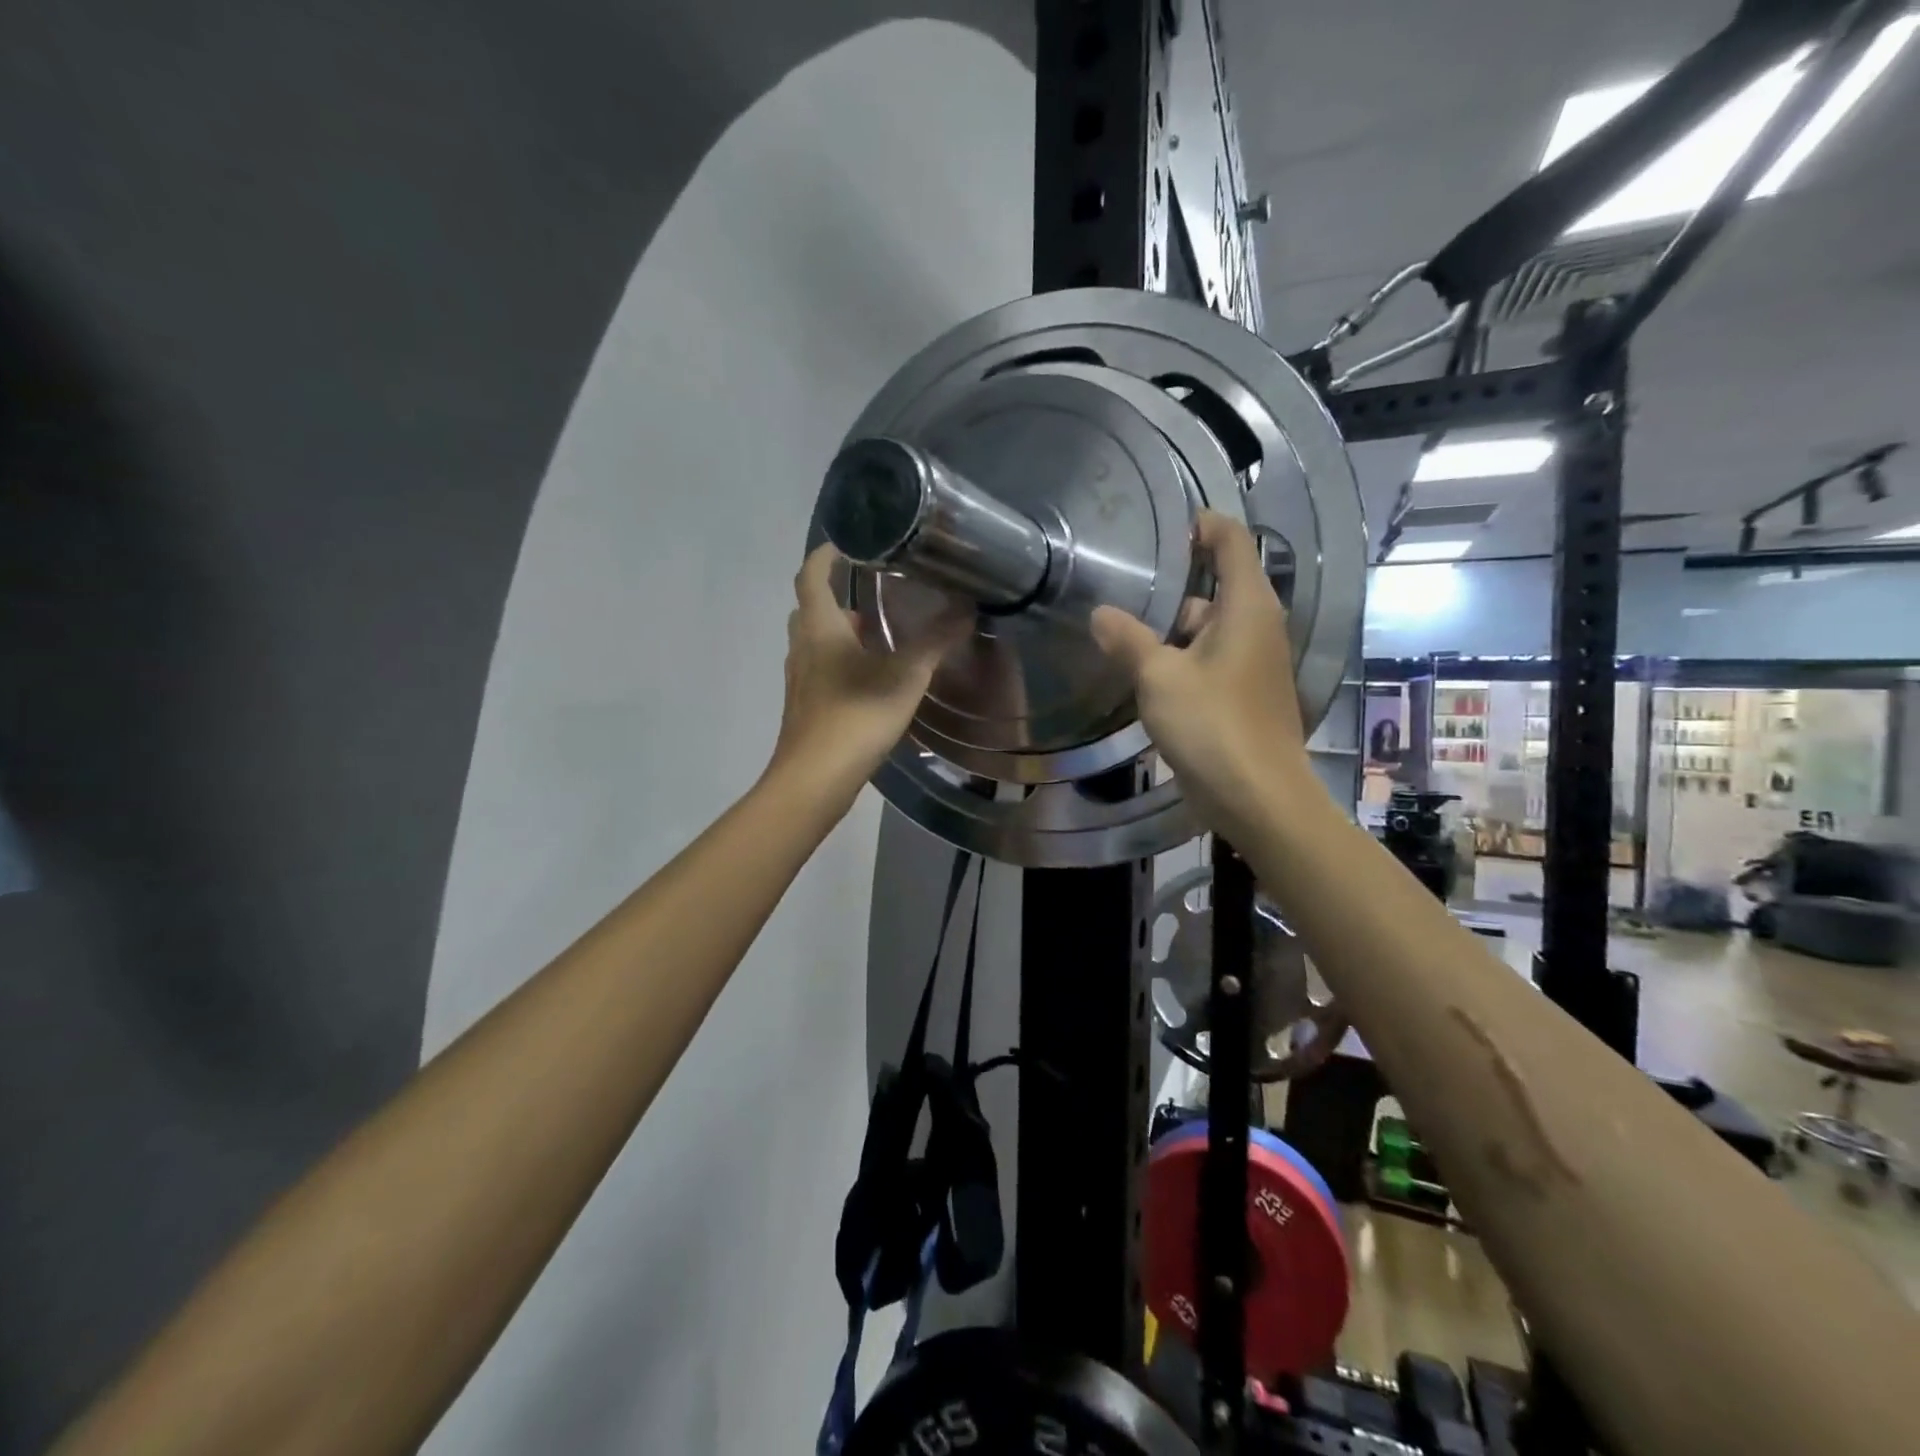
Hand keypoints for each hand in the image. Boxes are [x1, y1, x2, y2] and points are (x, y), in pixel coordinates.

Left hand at [769, 545, 966, 802]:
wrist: (815, 778)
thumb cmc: (857, 716)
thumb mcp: (905, 676)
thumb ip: (935, 642)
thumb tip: (966, 609)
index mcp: (820, 628)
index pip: (811, 576)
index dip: (825, 555)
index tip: (848, 543)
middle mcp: (802, 648)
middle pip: (811, 609)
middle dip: (836, 597)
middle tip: (870, 592)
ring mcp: (799, 680)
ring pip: (815, 643)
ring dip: (841, 633)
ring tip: (878, 636)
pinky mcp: (805, 706)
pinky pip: (820, 670)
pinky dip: (840, 663)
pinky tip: (870, 680)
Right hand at [1090, 512, 1312, 842]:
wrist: (1258, 796)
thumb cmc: (1212, 725)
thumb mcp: (1159, 677)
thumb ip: (1128, 640)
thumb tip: (1100, 614)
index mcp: (1248, 606)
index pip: (1232, 541)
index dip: (1202, 525)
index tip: (1164, 525)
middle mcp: (1259, 626)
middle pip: (1217, 586)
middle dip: (1174, 585)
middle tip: (1124, 583)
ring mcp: (1255, 662)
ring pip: (1210, 628)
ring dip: (1172, 629)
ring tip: (1123, 630)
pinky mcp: (1247, 693)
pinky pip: (1212, 659)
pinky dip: (1183, 658)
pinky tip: (1146, 673)